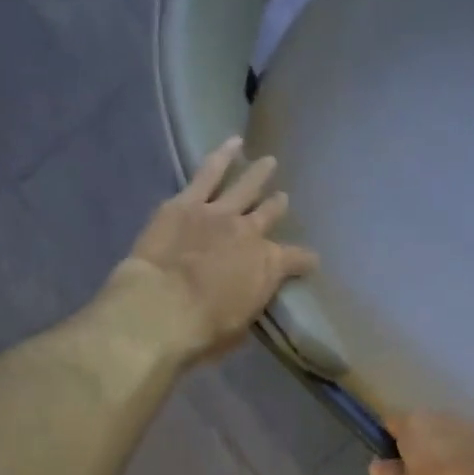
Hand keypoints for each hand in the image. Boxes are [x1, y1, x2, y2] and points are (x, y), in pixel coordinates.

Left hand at [113, 138, 317, 361]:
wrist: (162, 307)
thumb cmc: (204, 330)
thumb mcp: (240, 326)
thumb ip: (249, 304)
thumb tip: (248, 297)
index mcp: (268, 267)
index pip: (297, 260)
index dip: (305, 261)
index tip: (311, 261)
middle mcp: (250, 233)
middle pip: (269, 215)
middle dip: (278, 207)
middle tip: (283, 199)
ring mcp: (218, 213)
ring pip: (244, 186)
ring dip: (257, 174)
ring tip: (267, 161)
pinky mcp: (186, 203)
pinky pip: (208, 173)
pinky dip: (221, 156)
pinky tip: (232, 143)